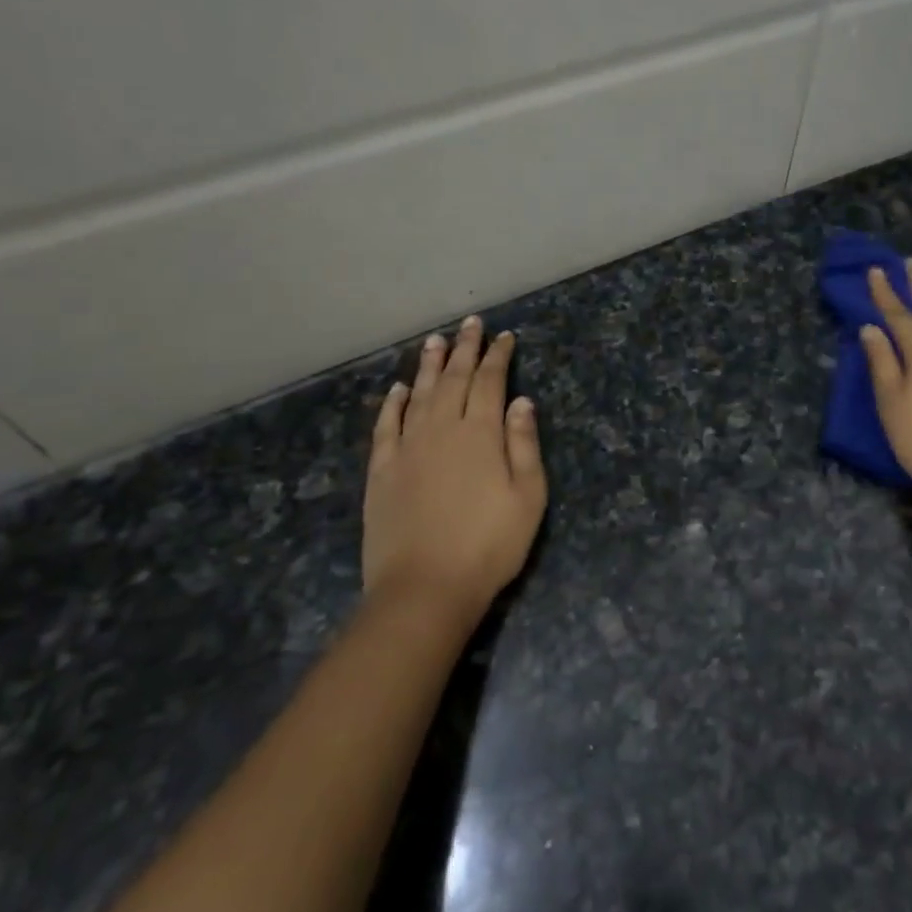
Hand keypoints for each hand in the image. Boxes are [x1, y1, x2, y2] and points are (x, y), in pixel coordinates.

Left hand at [362, 317, 546, 619]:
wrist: (424, 587)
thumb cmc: (489, 544)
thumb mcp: (528, 496)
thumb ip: (524, 444)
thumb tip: (522, 401)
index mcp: (481, 433)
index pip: (490, 382)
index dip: (498, 357)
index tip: (505, 337)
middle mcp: (442, 429)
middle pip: (453, 379)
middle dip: (464, 349)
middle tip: (470, 324)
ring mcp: (407, 448)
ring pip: (418, 394)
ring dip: (428, 366)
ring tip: (434, 340)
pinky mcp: (382, 470)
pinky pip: (386, 426)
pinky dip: (392, 404)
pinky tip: (397, 390)